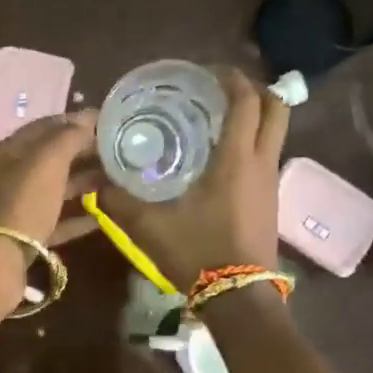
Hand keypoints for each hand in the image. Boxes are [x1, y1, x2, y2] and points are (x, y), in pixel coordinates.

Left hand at [0, 110, 100, 316]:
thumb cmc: (22, 202)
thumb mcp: (47, 161)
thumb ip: (69, 137)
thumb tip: (88, 119)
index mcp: (5, 152)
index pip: (43, 127)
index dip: (74, 121)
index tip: (106, 122)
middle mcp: (6, 177)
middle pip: (49, 159)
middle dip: (82, 152)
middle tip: (116, 151)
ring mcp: (15, 209)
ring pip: (53, 189)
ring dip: (82, 183)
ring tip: (115, 179)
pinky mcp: (25, 238)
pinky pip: (55, 221)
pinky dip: (77, 217)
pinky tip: (101, 218)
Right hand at [99, 69, 286, 289]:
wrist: (238, 298)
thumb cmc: (197, 252)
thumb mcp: (148, 225)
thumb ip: (118, 200)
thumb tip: (95, 182)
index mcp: (237, 158)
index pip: (247, 101)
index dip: (232, 79)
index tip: (207, 73)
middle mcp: (262, 163)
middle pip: (277, 109)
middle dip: (254, 91)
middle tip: (220, 92)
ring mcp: (271, 183)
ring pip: (275, 134)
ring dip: (254, 119)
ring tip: (216, 123)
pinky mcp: (271, 202)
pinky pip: (267, 158)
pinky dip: (251, 145)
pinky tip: (220, 161)